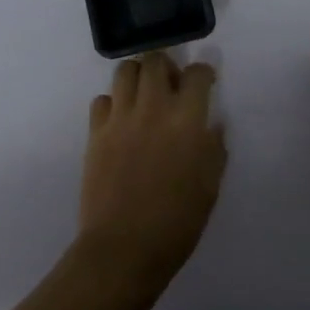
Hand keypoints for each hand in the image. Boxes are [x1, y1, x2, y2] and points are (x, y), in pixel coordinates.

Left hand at [76, 51, 226, 297]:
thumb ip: (214, 149)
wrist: (124, 248)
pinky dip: (113, 102)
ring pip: (125, 71)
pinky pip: (102, 99)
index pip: (197, 73)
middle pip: (156, 60)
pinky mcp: (96, 132)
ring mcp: (120, 118)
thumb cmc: (177, 222)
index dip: (203, 73)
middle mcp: (153, 108)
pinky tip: (121, 121)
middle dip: (167, 65)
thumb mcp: (210, 187)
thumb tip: (212, 126)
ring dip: (138, 76)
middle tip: (171, 85)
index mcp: (187, 120)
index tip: (204, 83)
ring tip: (144, 95)